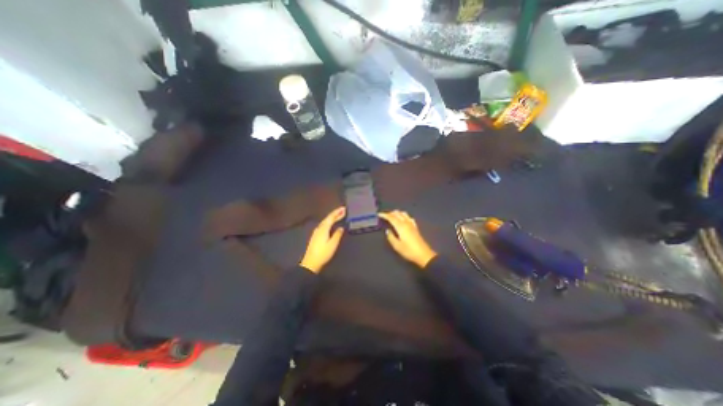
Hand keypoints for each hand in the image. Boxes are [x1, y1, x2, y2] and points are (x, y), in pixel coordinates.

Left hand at [297, 209, 345, 272]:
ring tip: (339, 215)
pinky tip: (331, 224)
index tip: (344, 208)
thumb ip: (337, 235)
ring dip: (332, 218)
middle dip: (335, 214)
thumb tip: (341, 228)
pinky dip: (329, 222)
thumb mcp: (333, 244)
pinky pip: (324, 225)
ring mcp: (317, 232)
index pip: (331, 217)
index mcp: (323, 229)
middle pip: (328, 218)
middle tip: (343, 210)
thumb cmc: (323, 253)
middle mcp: (319, 228)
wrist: (311, 262)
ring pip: (325, 221)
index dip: (337, 212)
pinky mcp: (316, 236)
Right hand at [381, 211, 436, 267]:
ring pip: (403, 213)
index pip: (391, 217)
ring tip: (392, 216)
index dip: (384, 215)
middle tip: (384, 216)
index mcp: (400, 226)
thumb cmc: (409, 251)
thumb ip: (391, 237)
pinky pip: (409, 217)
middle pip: (397, 213)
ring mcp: (411, 224)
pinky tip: (403, 219)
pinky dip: (403, 216)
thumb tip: (388, 230)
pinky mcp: (415, 227)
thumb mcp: (397, 246)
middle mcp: (406, 223)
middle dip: (390, 213)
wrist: (423, 254)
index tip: (379, 214)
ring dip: (397, 213)